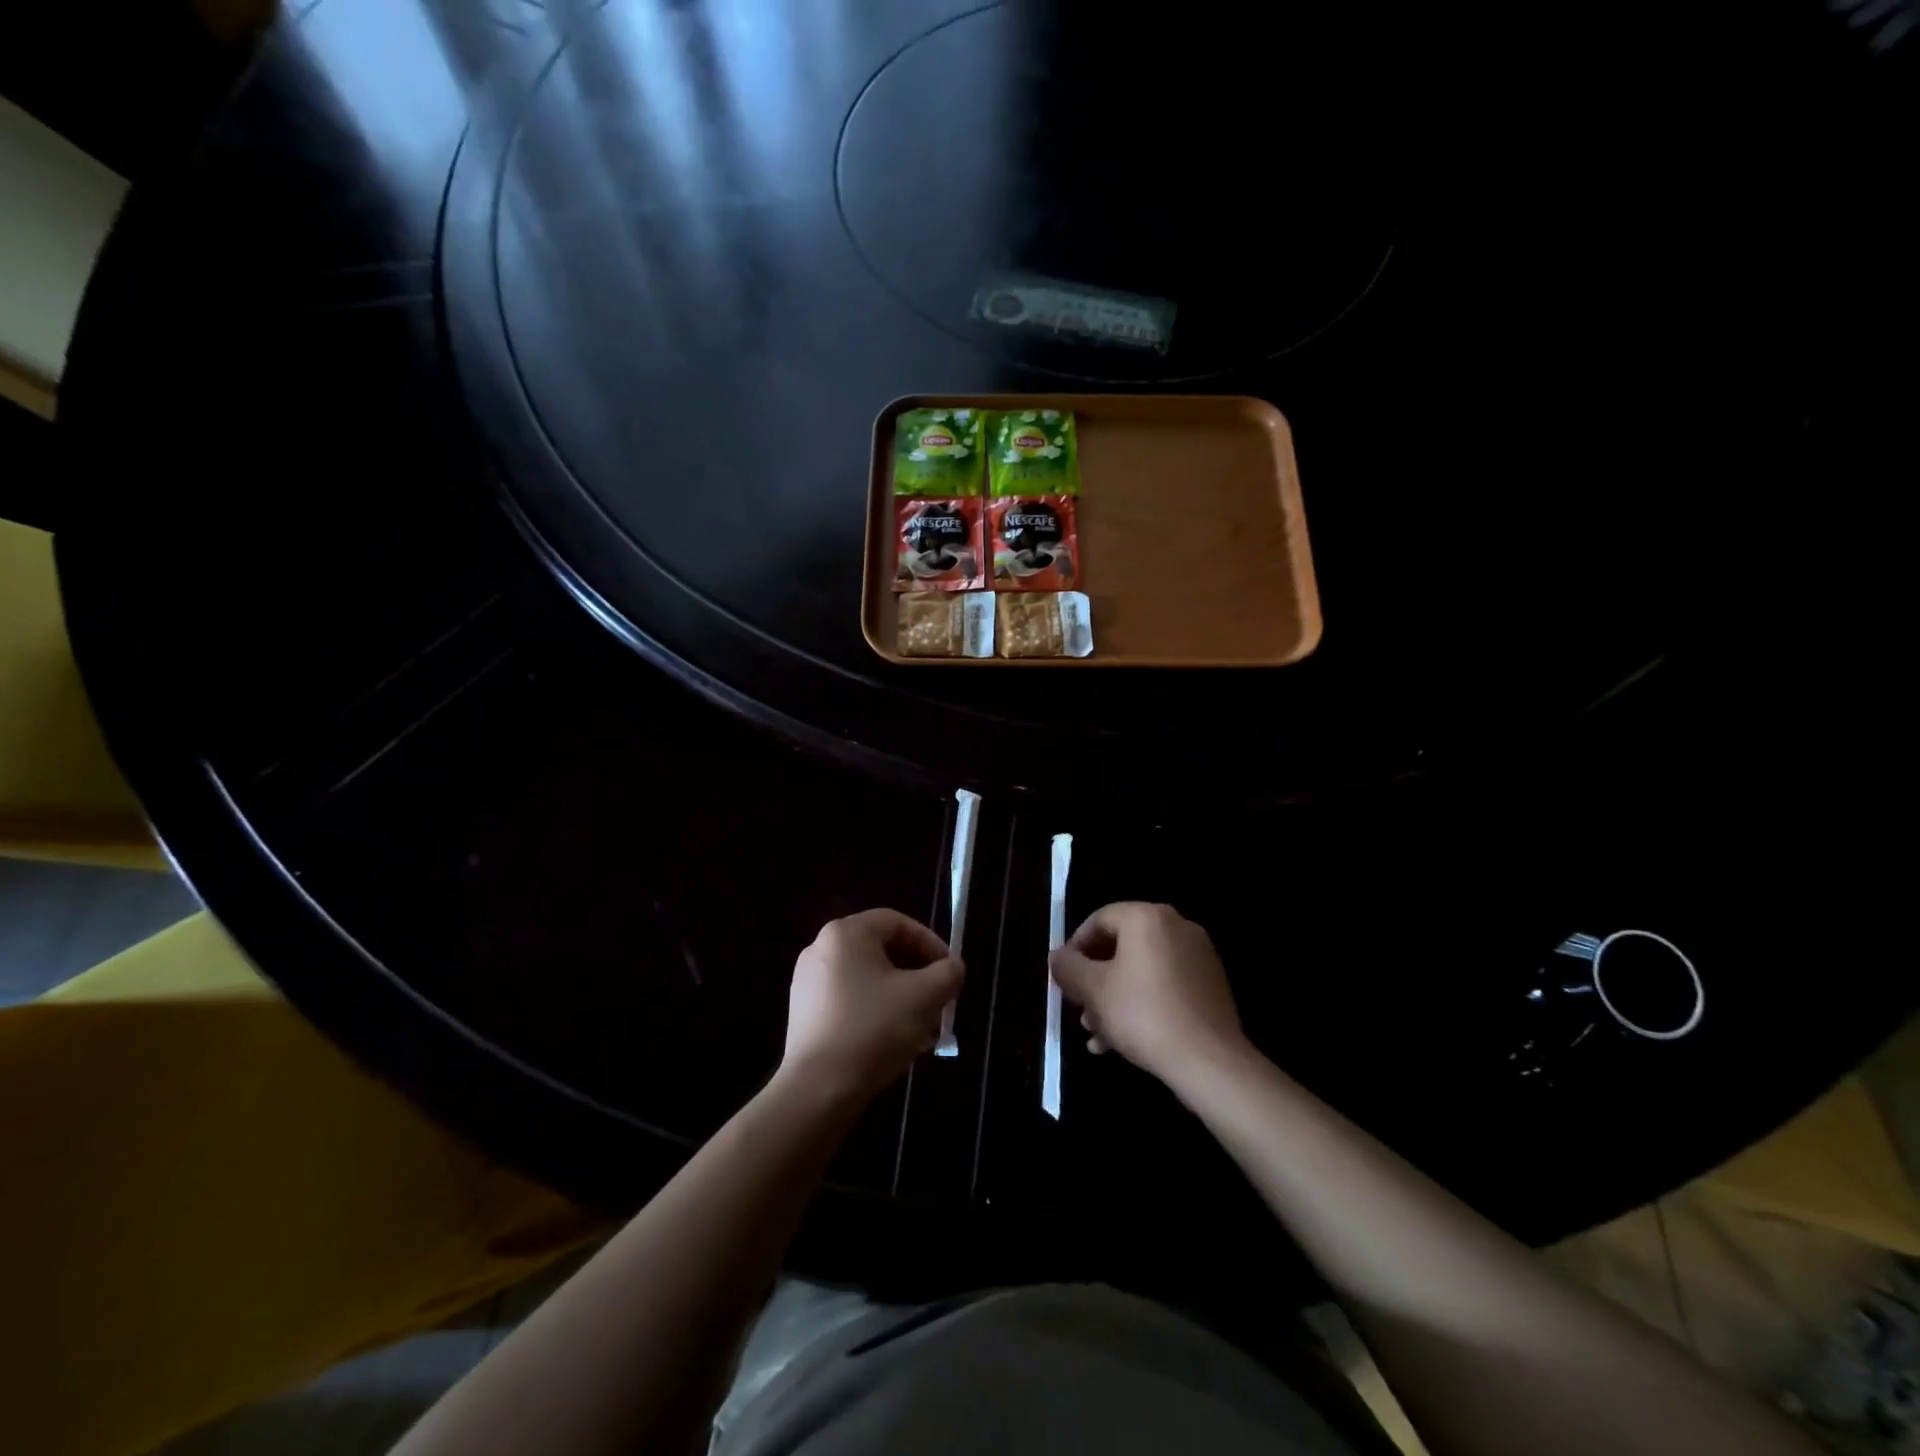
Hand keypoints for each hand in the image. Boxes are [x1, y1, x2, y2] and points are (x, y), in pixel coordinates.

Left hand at [781, 910, 962, 1101]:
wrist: (817, 1090)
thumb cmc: (873, 1030)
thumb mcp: (924, 997)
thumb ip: (948, 974)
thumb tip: (953, 968)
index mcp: (846, 933)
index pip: (897, 922)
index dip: (930, 943)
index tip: (949, 972)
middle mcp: (821, 948)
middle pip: (881, 950)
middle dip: (917, 974)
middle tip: (938, 1000)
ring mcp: (808, 981)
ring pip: (867, 978)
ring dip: (899, 996)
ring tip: (921, 1027)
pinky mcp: (804, 1012)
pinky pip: (849, 999)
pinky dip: (875, 1011)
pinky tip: (892, 1041)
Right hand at [1049, 902, 1246, 1084]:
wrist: (1209, 1061)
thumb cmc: (1143, 1015)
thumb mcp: (1094, 990)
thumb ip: (1069, 968)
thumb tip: (1057, 957)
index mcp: (1147, 917)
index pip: (1099, 919)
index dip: (1074, 947)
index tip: (1063, 976)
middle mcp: (1176, 926)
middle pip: (1121, 945)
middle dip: (1095, 978)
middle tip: (1079, 1006)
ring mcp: (1198, 955)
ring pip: (1142, 969)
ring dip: (1114, 996)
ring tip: (1096, 1032)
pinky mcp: (1210, 984)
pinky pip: (1165, 984)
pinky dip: (1142, 1002)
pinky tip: (1123, 1039)